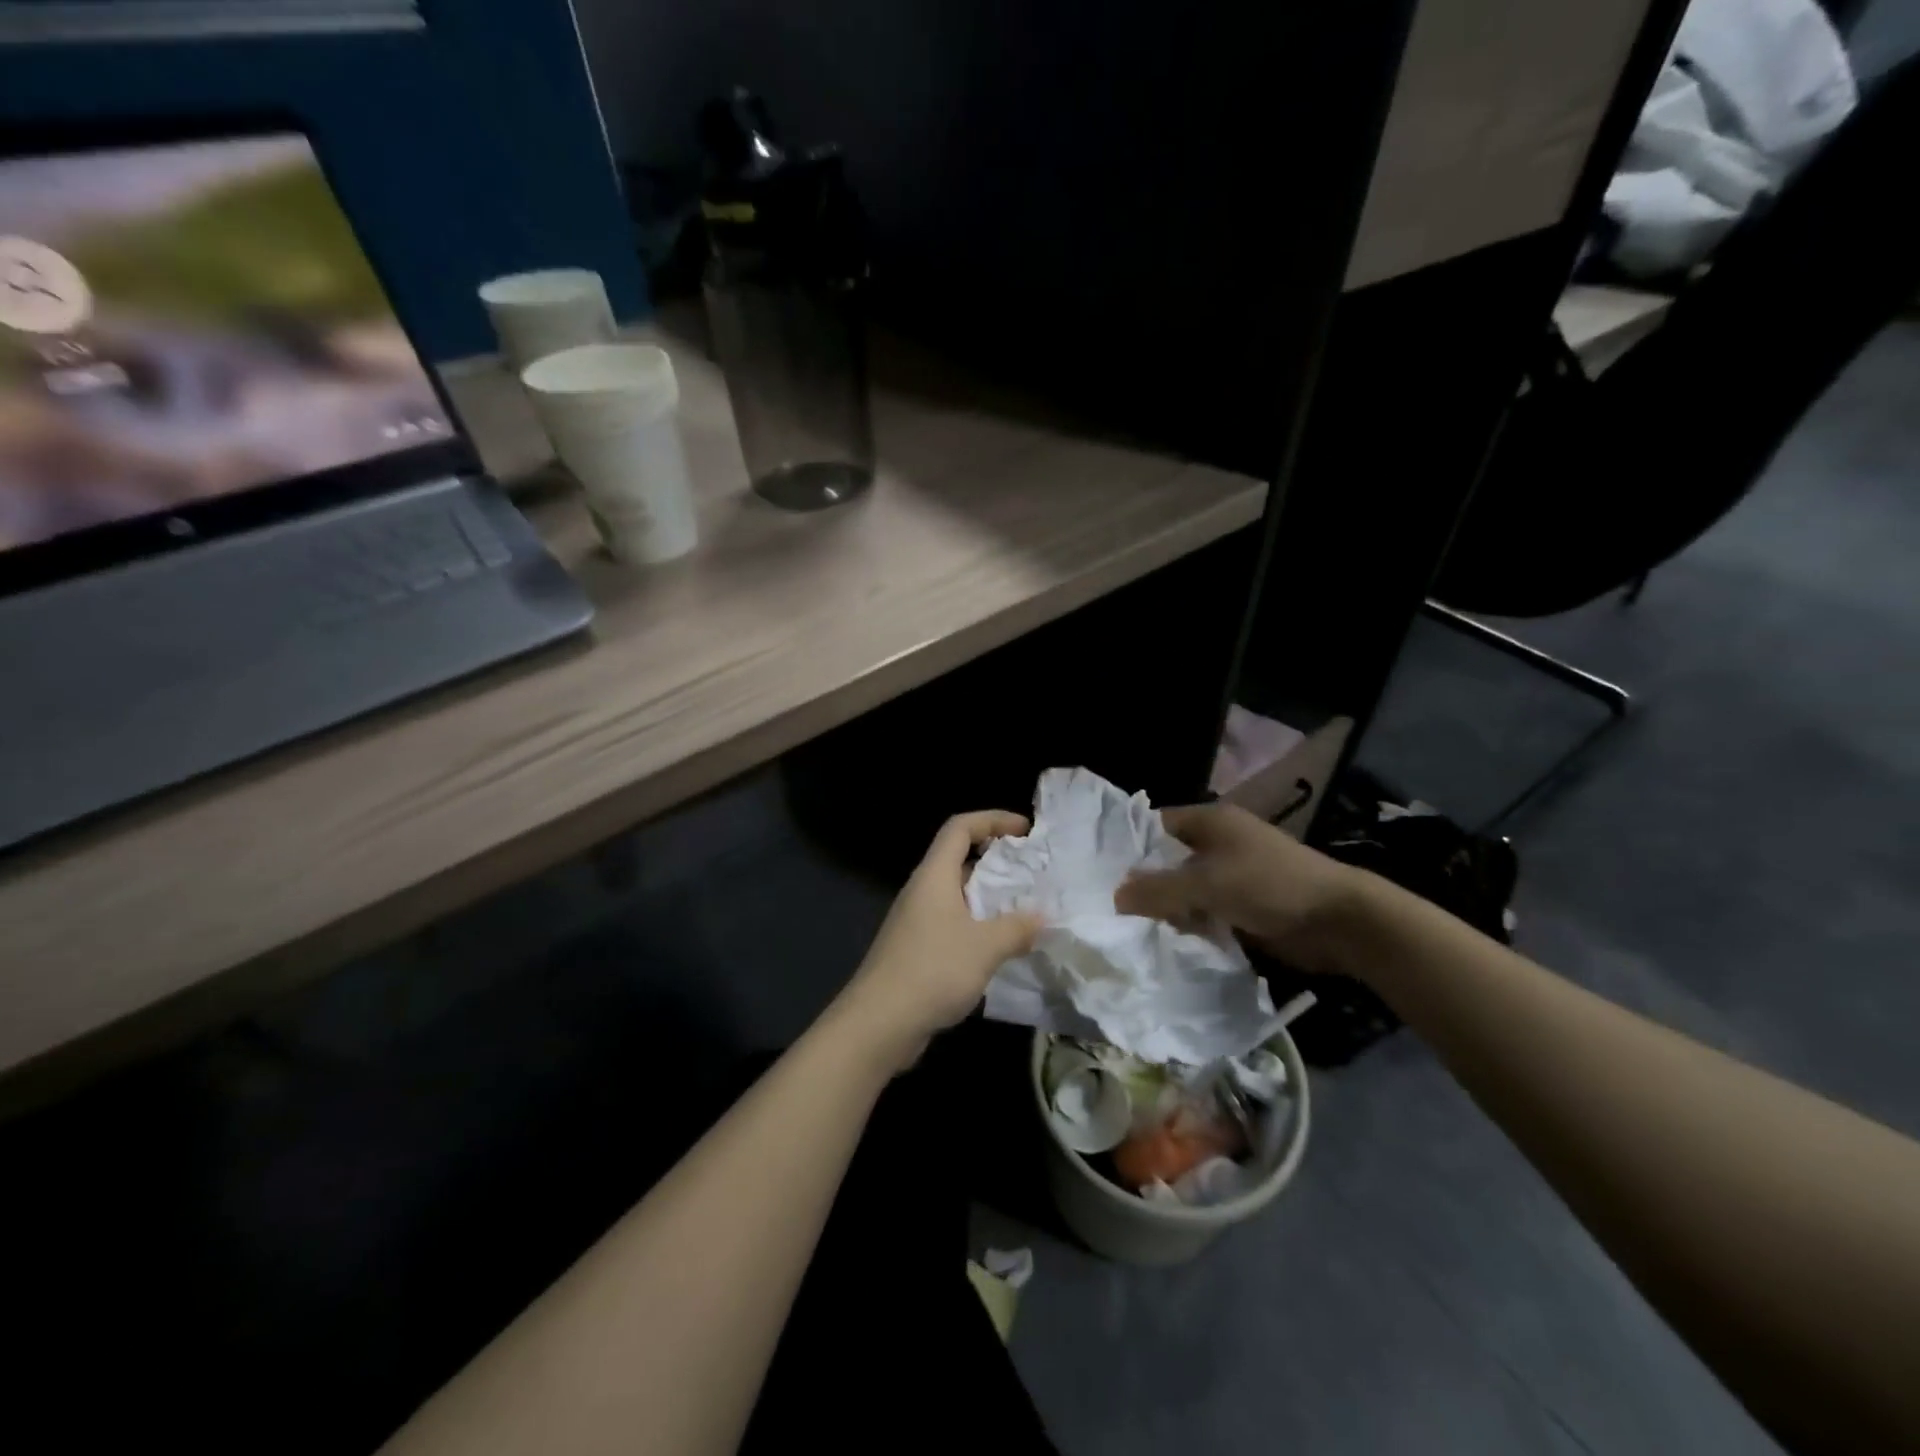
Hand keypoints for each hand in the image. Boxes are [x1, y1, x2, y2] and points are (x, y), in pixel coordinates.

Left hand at [833, 811, 1042, 1069]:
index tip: (1025, 830)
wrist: (878, 1024)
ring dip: (990, 898)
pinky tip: (1001, 948)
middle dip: (997, 861)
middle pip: (959, 859)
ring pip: (958, 895)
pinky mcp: (917, 951)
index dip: (992, 819)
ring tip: (1026, 910)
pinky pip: (953, 925)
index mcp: (934, 876)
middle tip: (1033, 873)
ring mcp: (917, 922)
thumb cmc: (931, 971)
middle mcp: (923, 891)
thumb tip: (1041, 917)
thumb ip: (1016, 928)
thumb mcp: (984, 947)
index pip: (960, 828)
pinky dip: (979, 927)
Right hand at [1114, 802, 1366, 972]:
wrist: (1339, 920)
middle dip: (1146, 883)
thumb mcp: (1207, 884)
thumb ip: (1158, 889)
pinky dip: (1191, 922)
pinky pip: (1206, 910)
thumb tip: (1115, 896)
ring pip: (1186, 888)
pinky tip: (1170, 940)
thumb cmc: (1269, 885)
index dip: (1129, 846)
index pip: (1155, 825)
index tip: (1100, 872)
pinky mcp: (1244, 903)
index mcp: (1210, 821)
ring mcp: (1233, 873)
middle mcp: (1219, 842)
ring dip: (1168, 907)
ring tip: (1134, 928)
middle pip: (1168, 859)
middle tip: (1111, 906)